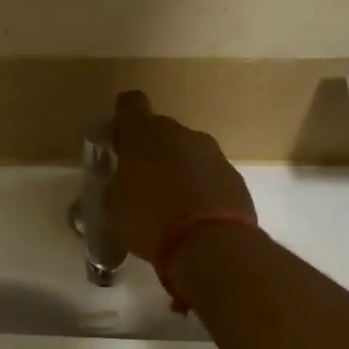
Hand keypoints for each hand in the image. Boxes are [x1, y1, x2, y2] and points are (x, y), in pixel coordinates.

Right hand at [107, 91, 255, 260]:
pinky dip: (200, 189)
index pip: (130, 104)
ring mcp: (212, 153)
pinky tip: (194, 217)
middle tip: (141, 182)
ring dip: (178, 170)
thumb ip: (117, 185)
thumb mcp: (114, 206)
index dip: (123, 118)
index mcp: (144, 134)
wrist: (211, 244)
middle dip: (151, 151)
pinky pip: (209, 175)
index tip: (119, 139)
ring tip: (170, 205)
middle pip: (161, 131)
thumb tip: (122, 182)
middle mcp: (180, 134)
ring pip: (188, 153)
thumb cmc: (149, 219)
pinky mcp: (234, 176)